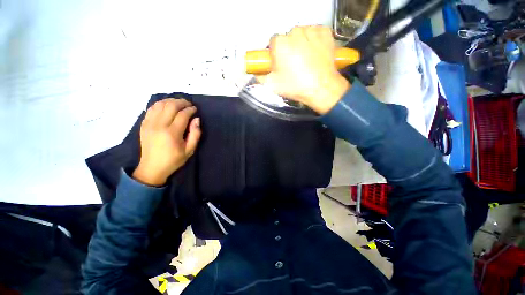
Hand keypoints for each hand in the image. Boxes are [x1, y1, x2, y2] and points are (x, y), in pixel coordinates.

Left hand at [132, 99, 200, 185]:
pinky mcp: (144, 124)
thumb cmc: (174, 160)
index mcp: (172, 133)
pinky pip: (151, 108)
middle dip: (182, 102)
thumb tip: (197, 119)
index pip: (182, 115)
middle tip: (189, 104)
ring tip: (179, 103)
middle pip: (171, 106)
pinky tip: (167, 106)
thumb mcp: (190, 150)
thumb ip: (195, 134)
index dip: (190, 109)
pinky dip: (160, 104)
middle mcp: (159, 125)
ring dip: (171, 101)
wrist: (152, 168)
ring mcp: (149, 123)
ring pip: (160, 104)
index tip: (195, 109)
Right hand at [256, 26, 349, 113]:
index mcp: (279, 43)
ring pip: (302, 34)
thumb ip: (260, 77)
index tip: (280, 64)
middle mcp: (294, 32)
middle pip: (288, 38)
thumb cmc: (295, 86)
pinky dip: (314, 40)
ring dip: (301, 44)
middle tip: (294, 64)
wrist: (321, 88)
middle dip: (288, 48)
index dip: (276, 54)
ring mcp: (311, 30)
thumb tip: (256, 71)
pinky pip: (315, 33)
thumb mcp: (272, 85)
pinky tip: (315, 52)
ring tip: (306, 60)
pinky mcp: (325, 32)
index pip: (273, 43)